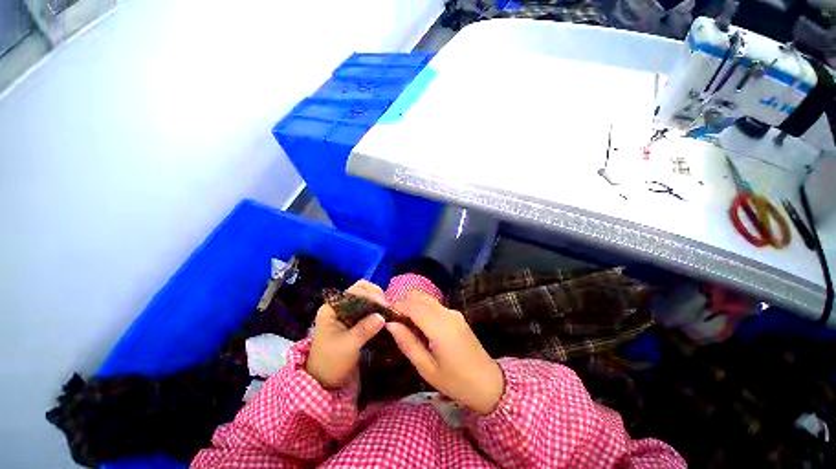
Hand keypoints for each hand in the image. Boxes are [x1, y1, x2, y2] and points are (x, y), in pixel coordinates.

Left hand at [306, 280, 386, 388]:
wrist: (325, 381)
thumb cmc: (331, 362)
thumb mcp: (348, 346)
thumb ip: (364, 330)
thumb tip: (382, 317)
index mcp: (331, 309)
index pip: (353, 292)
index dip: (369, 294)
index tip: (383, 305)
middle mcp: (339, 306)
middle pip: (360, 291)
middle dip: (375, 295)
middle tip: (387, 306)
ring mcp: (347, 313)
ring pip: (365, 298)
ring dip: (378, 301)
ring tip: (389, 310)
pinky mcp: (354, 320)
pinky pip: (368, 309)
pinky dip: (377, 309)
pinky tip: (386, 315)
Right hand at [386, 292, 504, 414]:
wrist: (487, 382)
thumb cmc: (455, 381)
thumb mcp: (426, 368)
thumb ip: (407, 343)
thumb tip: (390, 324)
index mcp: (440, 327)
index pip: (413, 306)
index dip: (397, 306)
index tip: (384, 314)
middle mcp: (447, 313)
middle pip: (420, 297)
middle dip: (403, 303)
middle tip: (393, 320)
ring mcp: (453, 312)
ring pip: (427, 299)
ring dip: (412, 305)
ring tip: (404, 323)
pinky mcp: (456, 315)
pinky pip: (434, 305)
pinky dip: (422, 308)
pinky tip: (418, 325)